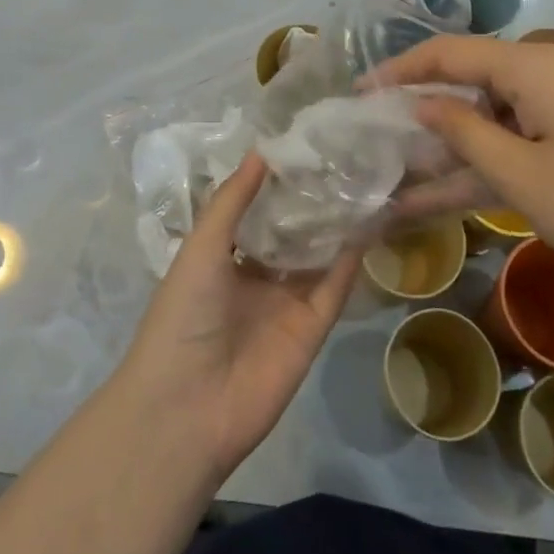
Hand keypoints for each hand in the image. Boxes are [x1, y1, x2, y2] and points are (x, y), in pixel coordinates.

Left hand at [122, 154, 359, 481]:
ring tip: (364, 180)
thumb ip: (232, 200)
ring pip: (319, 257)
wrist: (187, 407)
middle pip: (293, 233)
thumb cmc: (184, 315)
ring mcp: (286, 304)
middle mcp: (257, 277)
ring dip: (337, 225)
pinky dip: (351, 260)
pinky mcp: (312, 329)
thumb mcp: (201, 247)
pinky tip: (369, 223)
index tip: (307, 146)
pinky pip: (335, 288)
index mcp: (224, 258)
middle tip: (345, 157)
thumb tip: (262, 150)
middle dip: (313, 202)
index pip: (258, 213)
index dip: (279, 184)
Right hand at [376, 36, 553, 299]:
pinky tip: (446, 192)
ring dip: (451, 148)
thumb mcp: (521, 178)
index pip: (449, 53)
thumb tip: (420, 104)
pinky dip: (486, 161)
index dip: (399, 70)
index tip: (358, 94)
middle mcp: (549, 72)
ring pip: (492, 117)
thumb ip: (463, 133)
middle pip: (469, 82)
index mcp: (533, 67)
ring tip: (400, 178)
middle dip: (422, 113)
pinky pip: (519, 138)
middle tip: (376, 141)